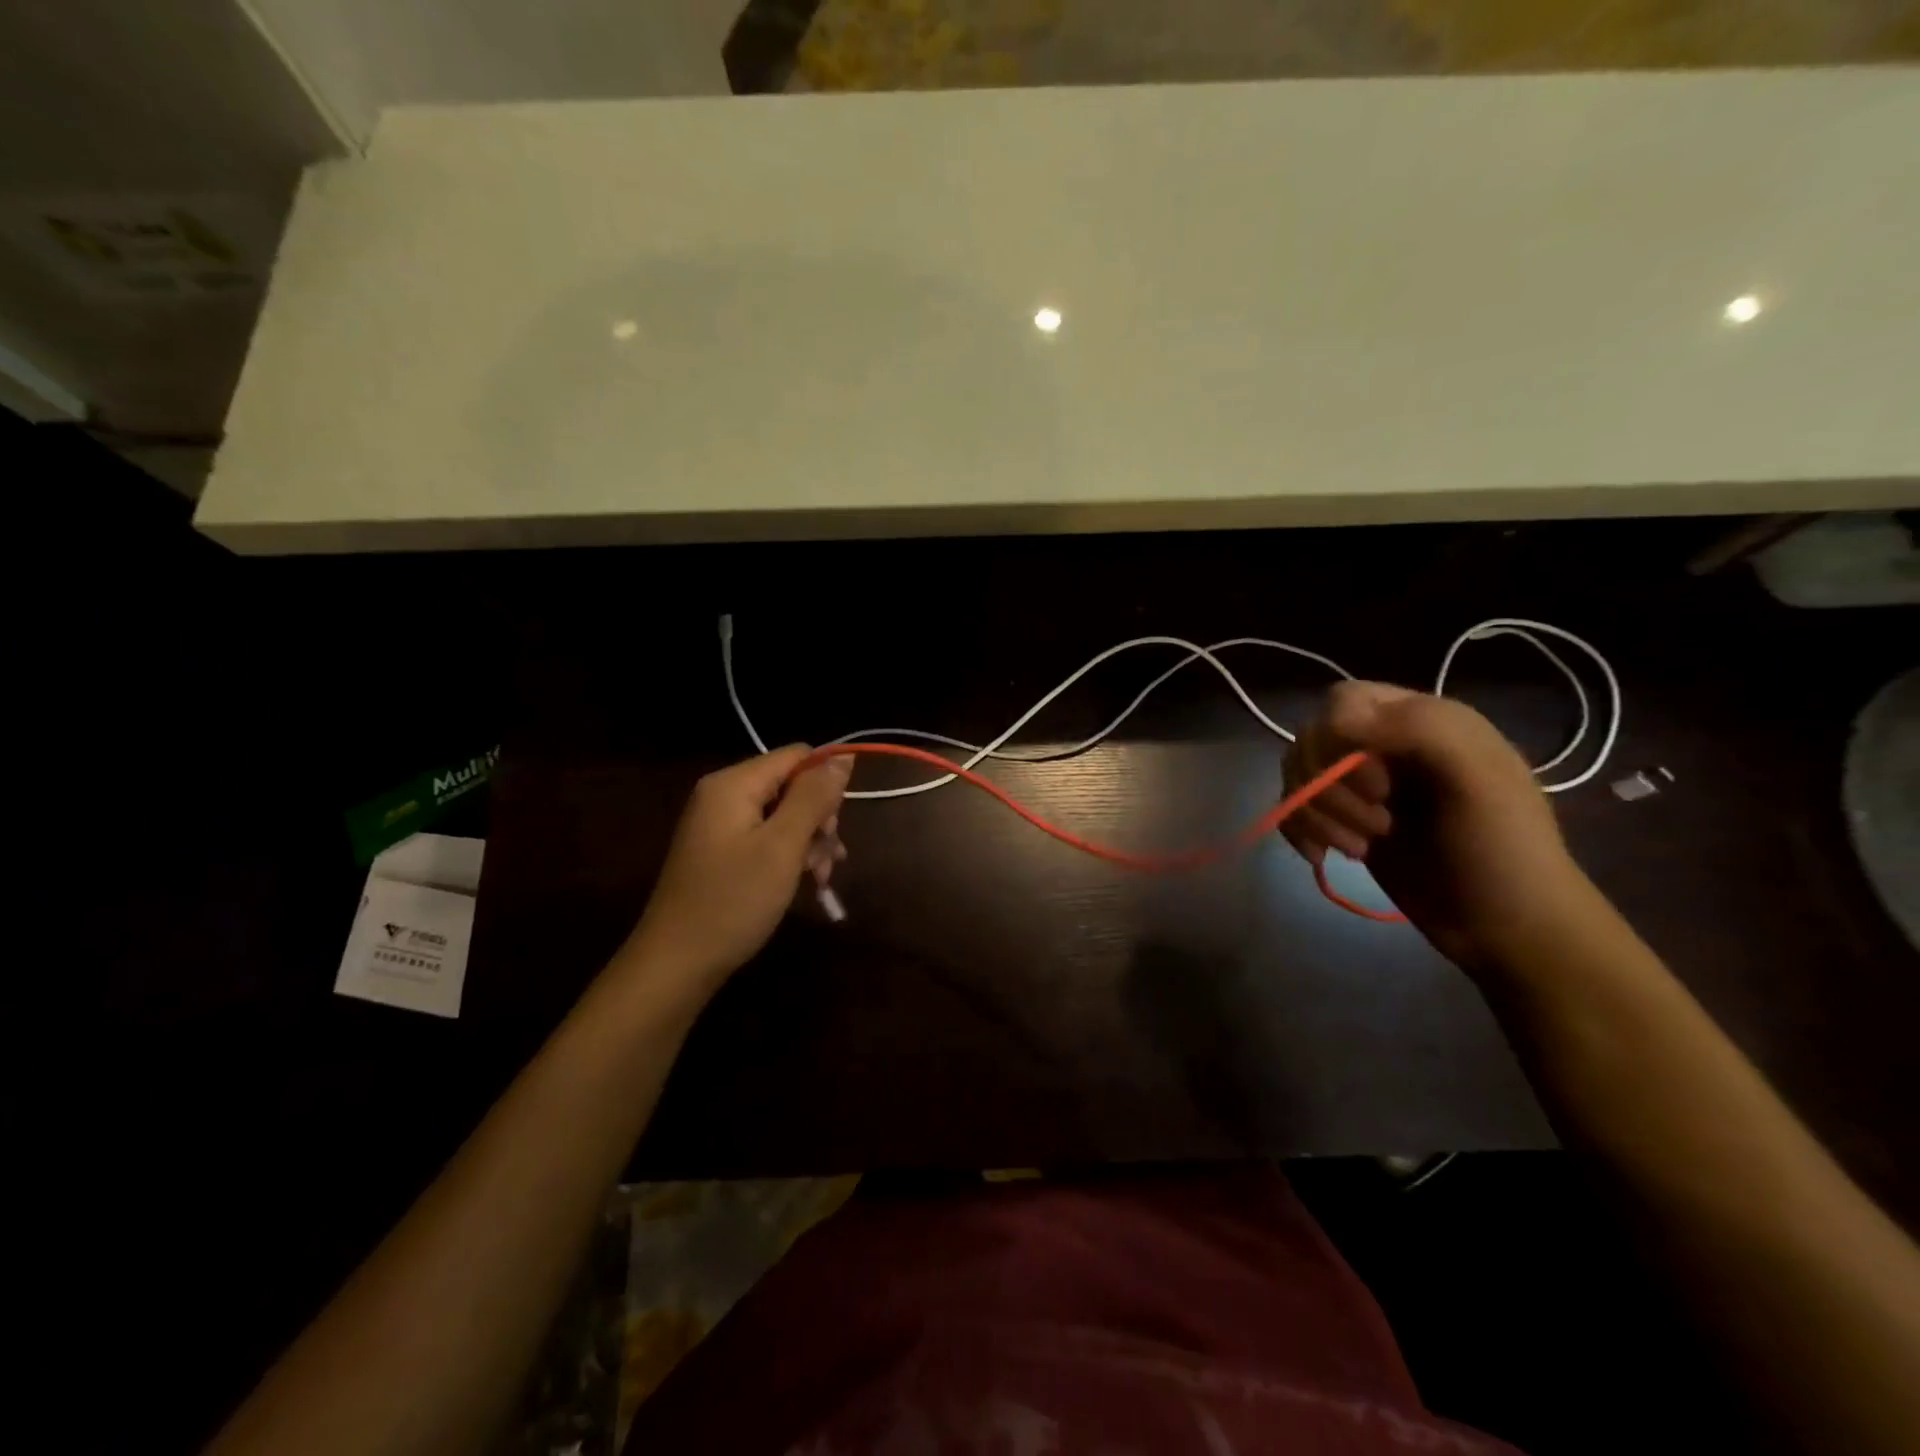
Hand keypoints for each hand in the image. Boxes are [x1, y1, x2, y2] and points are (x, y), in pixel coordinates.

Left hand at [621, 745, 851, 1000]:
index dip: (826, 783)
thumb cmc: (733, 901)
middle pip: (791, 785)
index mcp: (733, 783)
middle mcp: (723, 794)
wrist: (676, 964)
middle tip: (829, 860)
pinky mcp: (722, 850)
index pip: (797, 756)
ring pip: (784, 814)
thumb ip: (813, 797)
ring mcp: (720, 824)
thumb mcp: (782, 846)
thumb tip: (844, 757)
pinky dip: (789, 855)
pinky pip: (767, 837)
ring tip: (820, 878)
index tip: (835, 827)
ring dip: (810, 842)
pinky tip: (805, 881)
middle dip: (819, 819)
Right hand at [1283, 682, 1592, 973]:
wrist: (1508, 928)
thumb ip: (1418, 728)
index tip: (1378, 786)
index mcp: (1421, 721)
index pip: (1343, 702)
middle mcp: (1384, 746)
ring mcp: (1360, 788)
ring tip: (1359, 848)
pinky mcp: (1343, 823)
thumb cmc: (1502, 851)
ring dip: (1316, 814)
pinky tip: (1323, 856)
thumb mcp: (1480, 777)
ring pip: (1297, 777)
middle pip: (1311, 740)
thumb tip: (1332, 721)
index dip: (1339, 739)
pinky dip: (1298, 831)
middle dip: (1328, 787)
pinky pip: (1293, 810)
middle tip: (1379, 825)